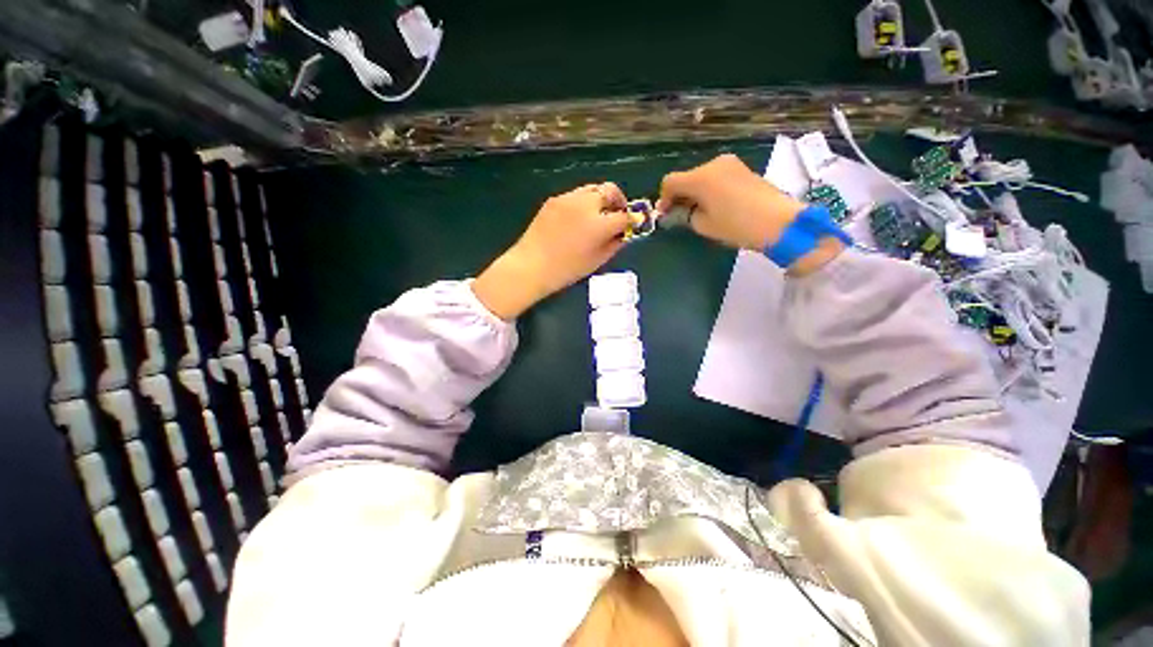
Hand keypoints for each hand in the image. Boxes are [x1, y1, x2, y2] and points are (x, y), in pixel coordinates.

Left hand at [473, 183, 631, 319]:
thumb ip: (614, 244)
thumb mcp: (597, 261)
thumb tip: (623, 233)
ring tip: (598, 215)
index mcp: (599, 223)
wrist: (532, 265)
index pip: (624, 215)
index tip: (634, 223)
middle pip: (610, 190)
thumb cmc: (566, 269)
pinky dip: (583, 202)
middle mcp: (586, 204)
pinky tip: (578, 218)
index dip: (632, 220)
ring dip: (601, 199)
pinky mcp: (554, 199)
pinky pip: (576, 195)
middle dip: (618, 201)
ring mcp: (568, 198)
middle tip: (617, 214)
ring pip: (593, 189)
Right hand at [656, 154, 843, 275]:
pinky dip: (710, 189)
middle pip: (686, 177)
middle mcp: (714, 164)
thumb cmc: (736, 225)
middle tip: (681, 215)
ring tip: (699, 212)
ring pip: (702, 177)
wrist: (779, 222)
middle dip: (680, 195)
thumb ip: (686, 215)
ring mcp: (731, 164)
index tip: (665, 214)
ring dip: (695, 192)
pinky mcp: (743, 169)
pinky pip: (717, 177)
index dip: (664, 198)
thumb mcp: (703, 225)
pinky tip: (715, 205)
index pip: (670, 182)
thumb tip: (681, 211)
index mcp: (700, 178)